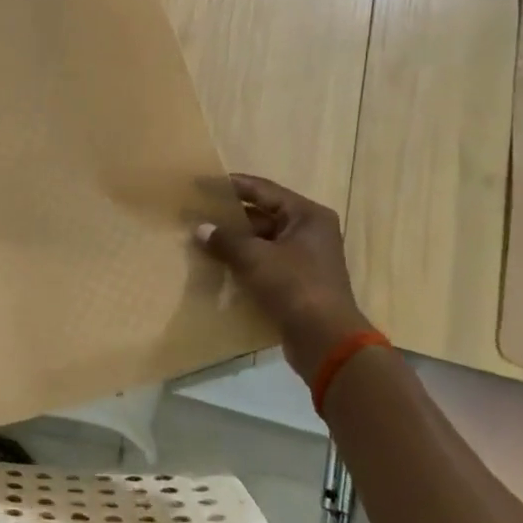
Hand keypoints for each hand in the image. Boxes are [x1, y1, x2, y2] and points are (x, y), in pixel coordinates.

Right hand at [195, 174, 373, 384]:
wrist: (324, 339)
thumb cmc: (293, 286)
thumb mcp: (255, 258)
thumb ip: (226, 240)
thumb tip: (201, 229)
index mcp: (307, 216)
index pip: (264, 190)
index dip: (232, 185)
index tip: (203, 183)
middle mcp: (310, 232)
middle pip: (264, 215)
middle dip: (231, 217)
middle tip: (198, 214)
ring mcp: (306, 259)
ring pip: (263, 241)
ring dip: (236, 242)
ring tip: (203, 239)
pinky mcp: (298, 283)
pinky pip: (266, 263)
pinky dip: (245, 262)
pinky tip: (220, 266)